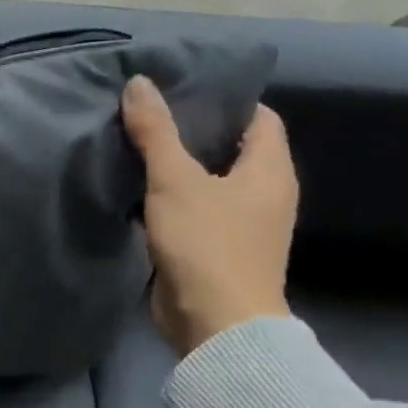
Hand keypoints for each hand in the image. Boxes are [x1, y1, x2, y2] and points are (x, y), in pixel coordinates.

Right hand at [121, 74, 297, 356]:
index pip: (259, 117)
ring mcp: (242, 224)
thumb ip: (156, 131)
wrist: (215, 324)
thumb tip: (139, 83)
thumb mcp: (176, 180)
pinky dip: (170, 195)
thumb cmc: (207, 243)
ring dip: (178, 163)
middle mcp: (264, 194)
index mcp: (270, 171)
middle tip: (149, 109)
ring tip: (137, 140)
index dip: (226, 98)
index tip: (182, 86)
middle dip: (193, 128)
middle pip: (231, 147)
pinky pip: (194, 208)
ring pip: (209, 179)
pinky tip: (138, 185)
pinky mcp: (216, 248)